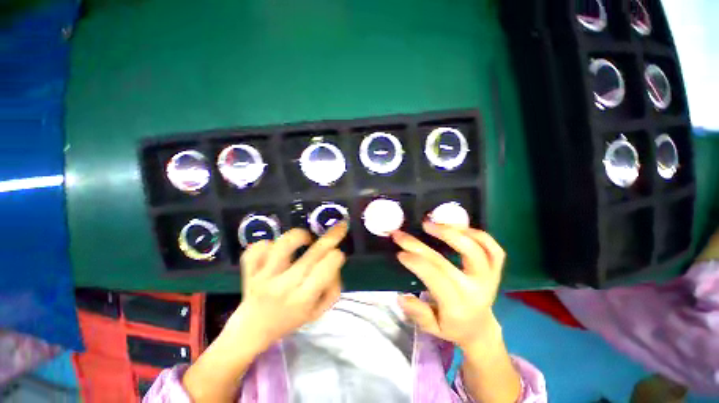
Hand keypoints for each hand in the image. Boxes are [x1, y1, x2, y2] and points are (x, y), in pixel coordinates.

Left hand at [225, 222, 348, 351]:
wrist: (253, 330)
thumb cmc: (290, 319)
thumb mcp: (319, 312)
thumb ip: (333, 288)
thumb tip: (335, 264)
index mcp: (303, 298)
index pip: (327, 267)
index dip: (337, 256)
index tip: (336, 255)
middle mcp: (284, 286)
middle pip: (313, 253)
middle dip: (332, 236)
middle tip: (341, 226)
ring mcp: (263, 277)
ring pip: (284, 244)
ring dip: (300, 236)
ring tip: (306, 239)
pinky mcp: (249, 270)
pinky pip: (256, 249)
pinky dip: (267, 243)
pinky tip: (275, 249)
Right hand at [392, 222, 505, 349]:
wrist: (480, 328)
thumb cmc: (452, 326)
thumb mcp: (431, 328)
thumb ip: (417, 314)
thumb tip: (401, 296)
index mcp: (458, 306)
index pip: (434, 279)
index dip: (415, 263)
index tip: (399, 252)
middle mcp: (476, 290)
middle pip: (445, 262)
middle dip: (418, 246)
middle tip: (402, 234)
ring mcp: (489, 278)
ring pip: (475, 249)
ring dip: (451, 232)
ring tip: (430, 224)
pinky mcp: (496, 270)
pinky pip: (493, 249)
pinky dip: (477, 234)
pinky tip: (458, 227)